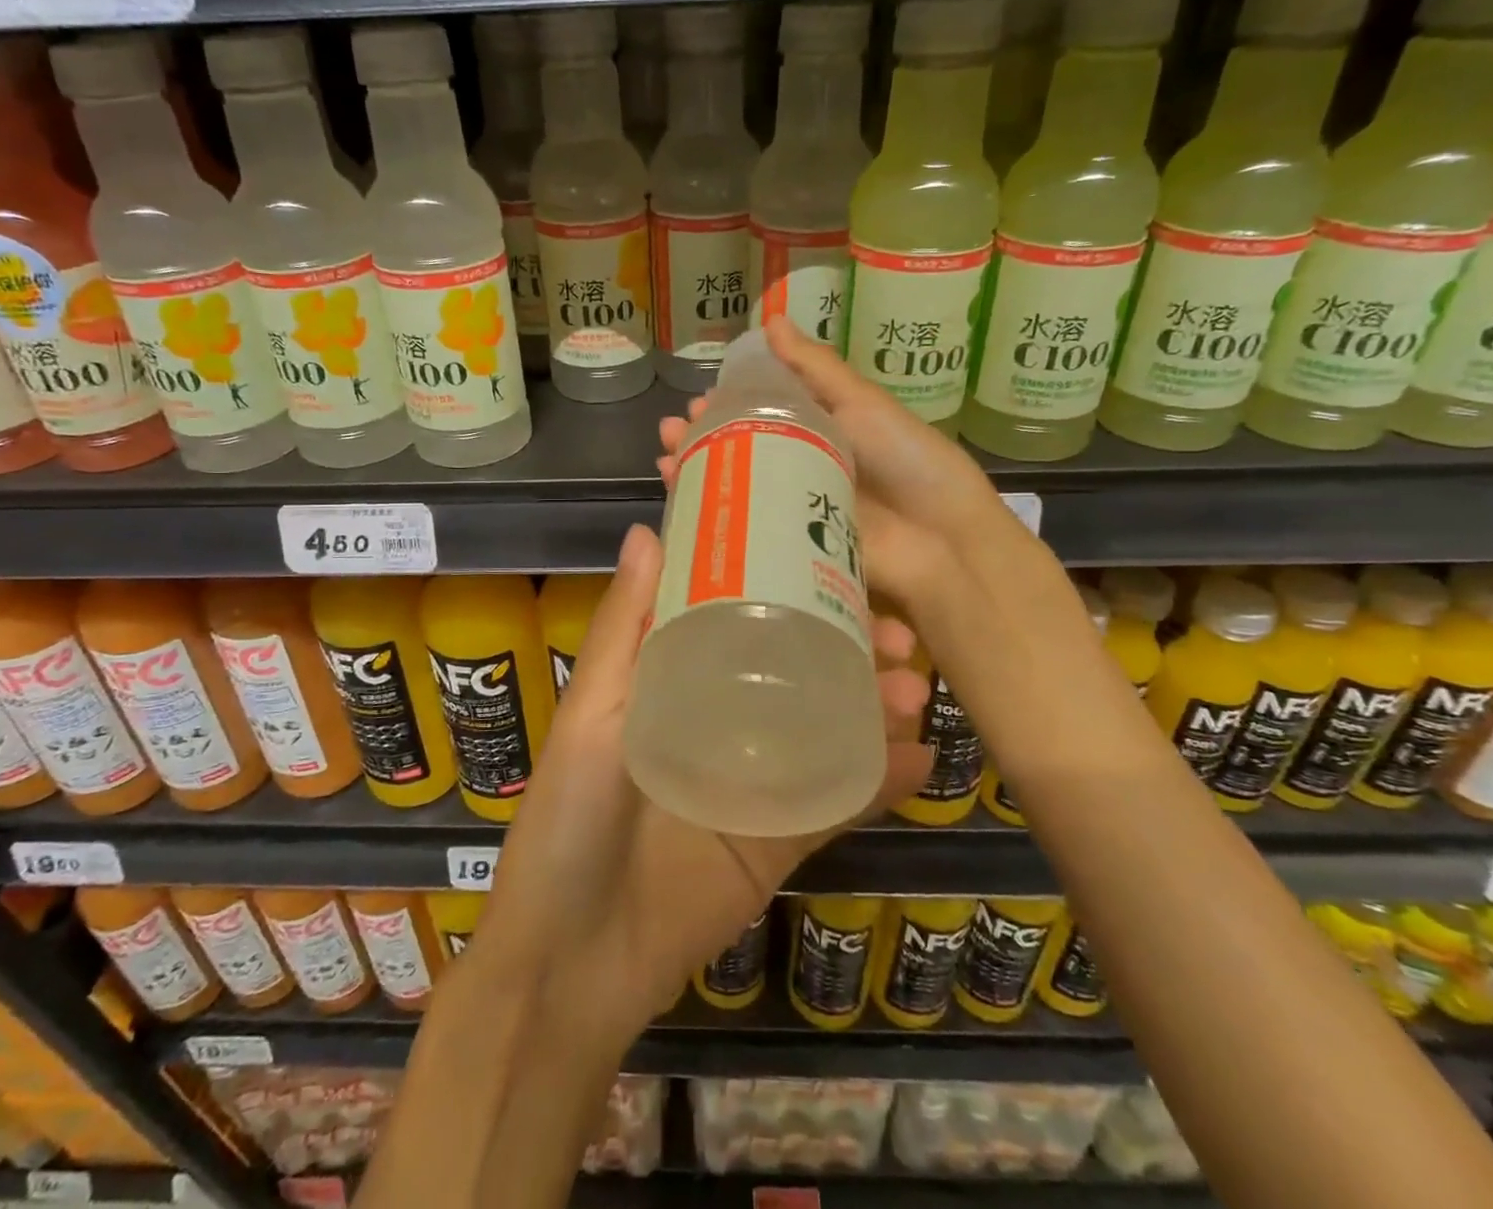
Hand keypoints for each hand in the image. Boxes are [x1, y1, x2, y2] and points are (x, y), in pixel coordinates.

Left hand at [473, 525, 933, 1033]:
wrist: (575, 963)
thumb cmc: (569, 820)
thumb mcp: (592, 716)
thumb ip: (623, 628)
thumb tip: (645, 529)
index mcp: (674, 681)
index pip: (737, 616)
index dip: (785, 586)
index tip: (834, 561)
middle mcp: (720, 719)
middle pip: (795, 667)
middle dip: (849, 643)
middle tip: (898, 632)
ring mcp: (756, 780)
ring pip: (828, 727)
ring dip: (876, 703)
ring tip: (915, 685)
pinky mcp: (781, 839)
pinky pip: (839, 801)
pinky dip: (882, 780)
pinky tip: (923, 759)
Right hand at [659, 321, 1044, 631]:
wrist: (941, 540)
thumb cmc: (906, 460)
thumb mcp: (861, 403)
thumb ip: (816, 367)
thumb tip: (771, 318)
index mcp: (820, 431)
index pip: (762, 411)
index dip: (727, 403)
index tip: (697, 398)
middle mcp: (802, 467)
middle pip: (741, 448)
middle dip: (702, 438)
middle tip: (672, 430)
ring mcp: (794, 509)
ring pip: (736, 486)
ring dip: (698, 471)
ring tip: (667, 459)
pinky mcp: (790, 547)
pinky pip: (746, 527)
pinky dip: (713, 515)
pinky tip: (683, 502)